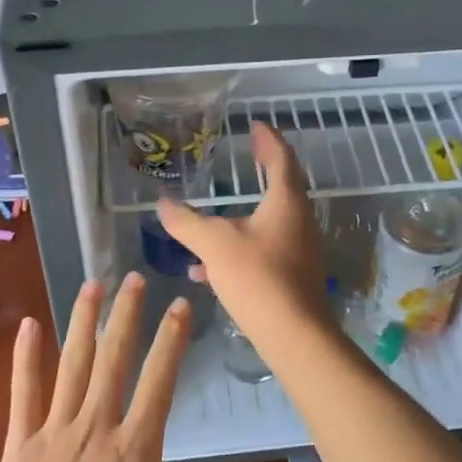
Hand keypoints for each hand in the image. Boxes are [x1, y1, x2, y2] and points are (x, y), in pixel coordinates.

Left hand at [0, 275, 240, 461]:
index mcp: (135, 447)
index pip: (159, 379)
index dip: (173, 339)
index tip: (181, 305)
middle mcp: (96, 425)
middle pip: (114, 357)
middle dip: (127, 314)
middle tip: (134, 277)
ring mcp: (54, 430)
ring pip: (73, 363)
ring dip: (84, 321)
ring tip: (92, 285)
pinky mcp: (20, 443)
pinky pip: (23, 390)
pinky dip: (25, 356)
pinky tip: (29, 324)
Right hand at [157, 124, 332, 351]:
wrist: (294, 335)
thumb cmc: (258, 277)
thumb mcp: (214, 244)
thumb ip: (187, 222)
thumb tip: (163, 204)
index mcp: (286, 201)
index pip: (281, 158)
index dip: (268, 140)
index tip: (257, 126)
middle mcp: (299, 220)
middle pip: (281, 187)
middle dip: (262, 171)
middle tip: (246, 157)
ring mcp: (299, 249)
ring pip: (269, 222)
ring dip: (243, 216)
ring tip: (211, 218)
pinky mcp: (293, 275)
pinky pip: (263, 250)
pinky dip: (238, 249)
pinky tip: (206, 270)